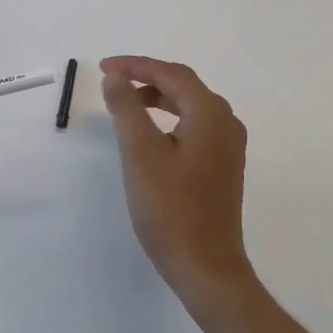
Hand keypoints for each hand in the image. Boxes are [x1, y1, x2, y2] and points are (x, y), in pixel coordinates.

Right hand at [101, 56, 256, 317]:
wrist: (206, 267)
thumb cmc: (171, 208)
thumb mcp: (140, 153)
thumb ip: (126, 108)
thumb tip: (115, 77)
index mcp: (210, 113)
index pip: (171, 73)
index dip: (136, 65)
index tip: (104, 67)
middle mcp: (226, 122)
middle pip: (183, 85)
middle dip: (146, 78)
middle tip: (112, 81)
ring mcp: (228, 146)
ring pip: (189, 106)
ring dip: (157, 98)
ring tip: (125, 104)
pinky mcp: (223, 165)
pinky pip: (194, 126)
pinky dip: (169, 119)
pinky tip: (150, 134)